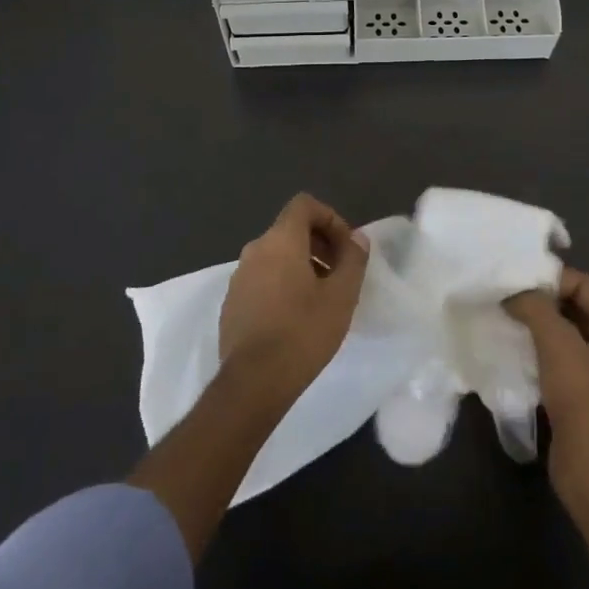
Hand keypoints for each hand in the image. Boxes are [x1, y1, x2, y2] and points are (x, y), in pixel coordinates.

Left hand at [219, 193, 369, 396]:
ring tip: (321, 298)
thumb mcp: (341, 296)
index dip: (330, 218)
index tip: (346, 248)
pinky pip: (261, 279)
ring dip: (301, 266)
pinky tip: (295, 318)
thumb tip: (357, 238)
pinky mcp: (232, 303)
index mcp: (280, 240)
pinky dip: (281, 285)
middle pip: (290, 230)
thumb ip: (353, 259)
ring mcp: (239, 277)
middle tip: (340, 274)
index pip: (304, 205)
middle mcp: (255, 250)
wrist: (253, 383)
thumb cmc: (303, 332)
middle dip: (319, 244)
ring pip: (275, 256)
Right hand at [505, 268, 588, 498]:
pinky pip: (553, 357)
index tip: (513, 280)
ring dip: (533, 324)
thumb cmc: (585, 401)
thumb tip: (512, 291)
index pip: (582, 285)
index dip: (549, 279)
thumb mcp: (558, 344)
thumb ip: (535, 307)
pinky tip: (508, 345)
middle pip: (571, 306)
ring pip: (560, 332)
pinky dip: (533, 348)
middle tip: (502, 295)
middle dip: (538, 300)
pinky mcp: (578, 392)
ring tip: (501, 316)